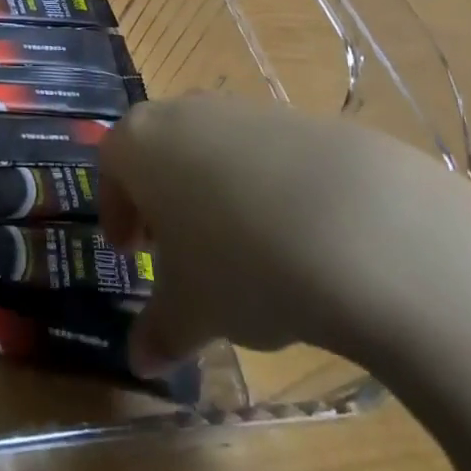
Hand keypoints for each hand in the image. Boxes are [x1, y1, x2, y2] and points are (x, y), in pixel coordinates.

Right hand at [99, 95, 463, 374]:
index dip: (116, 210)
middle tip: (180, 251)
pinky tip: (294, 238)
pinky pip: (265, 154)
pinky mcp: (300, 119)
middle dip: (164, 198)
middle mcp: (185, 112)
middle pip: (161, 149)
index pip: (110, 165)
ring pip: (213, 149)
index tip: (132, 253)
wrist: (359, 226)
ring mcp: (244, 110)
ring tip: (242, 252)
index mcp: (140, 143)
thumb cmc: (240, 263)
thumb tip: (141, 360)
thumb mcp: (192, 311)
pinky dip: (266, 188)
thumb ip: (159, 331)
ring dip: (215, 192)